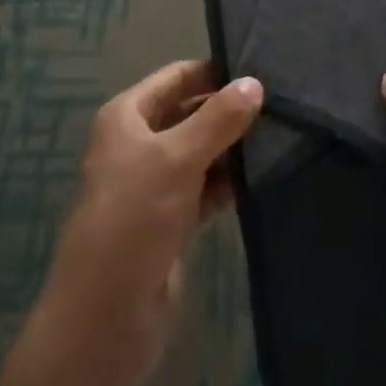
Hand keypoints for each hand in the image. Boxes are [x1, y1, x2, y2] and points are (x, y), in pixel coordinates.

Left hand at [43, 61, 263, 385]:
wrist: (105, 316)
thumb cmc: (134, 218)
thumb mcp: (178, 159)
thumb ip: (218, 119)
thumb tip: (255, 82)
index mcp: (127, 117)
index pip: (176, 77)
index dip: (213, 72)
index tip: (259, 69)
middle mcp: (137, 143)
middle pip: (188, 113)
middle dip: (227, 110)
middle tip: (279, 105)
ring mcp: (152, 183)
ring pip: (198, 151)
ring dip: (231, 148)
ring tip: (280, 137)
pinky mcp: (168, 220)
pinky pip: (202, 188)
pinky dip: (226, 183)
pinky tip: (260, 179)